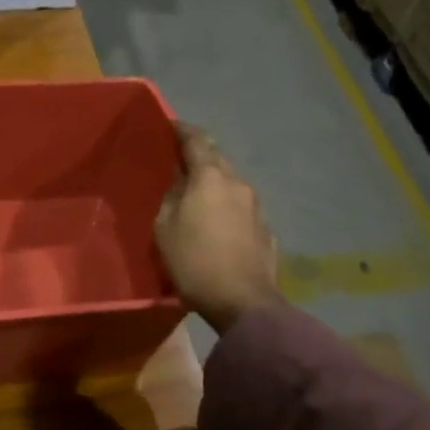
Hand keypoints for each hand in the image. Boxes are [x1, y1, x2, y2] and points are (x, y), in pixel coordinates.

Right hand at [154, 123, 280, 334]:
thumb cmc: (195, 262)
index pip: (196, 140)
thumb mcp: (164, 229)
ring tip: (198, 197)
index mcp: (210, 177)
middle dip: (200, 157)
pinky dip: (227, 208)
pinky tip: (218, 224)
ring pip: (231, 184)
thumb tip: (180, 185)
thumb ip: (171, 198)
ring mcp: (257, 207)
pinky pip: (241, 209)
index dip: (182, 130)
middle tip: (180, 163)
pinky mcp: (265, 230)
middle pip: (217, 160)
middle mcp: (238, 184)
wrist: (243, 302)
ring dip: (215, 184)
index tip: (171, 126)